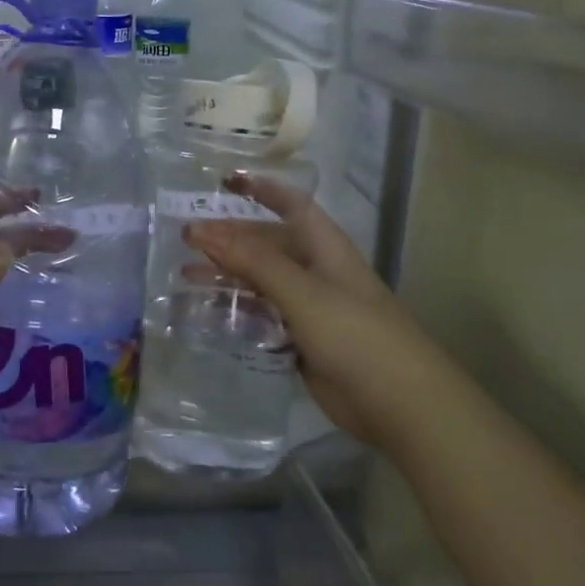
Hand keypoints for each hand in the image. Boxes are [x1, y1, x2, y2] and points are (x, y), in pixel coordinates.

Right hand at [181, 174, 436, 449]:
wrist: (399, 403)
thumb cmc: (355, 334)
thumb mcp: (302, 292)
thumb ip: (253, 261)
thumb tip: (203, 231)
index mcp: (324, 247)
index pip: (291, 205)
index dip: (261, 189)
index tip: (225, 182)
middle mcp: (315, 271)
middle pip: (267, 244)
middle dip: (229, 237)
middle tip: (185, 239)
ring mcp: (309, 308)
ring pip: (260, 282)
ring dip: (226, 276)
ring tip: (185, 276)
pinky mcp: (301, 341)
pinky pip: (262, 317)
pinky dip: (236, 312)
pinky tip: (207, 314)